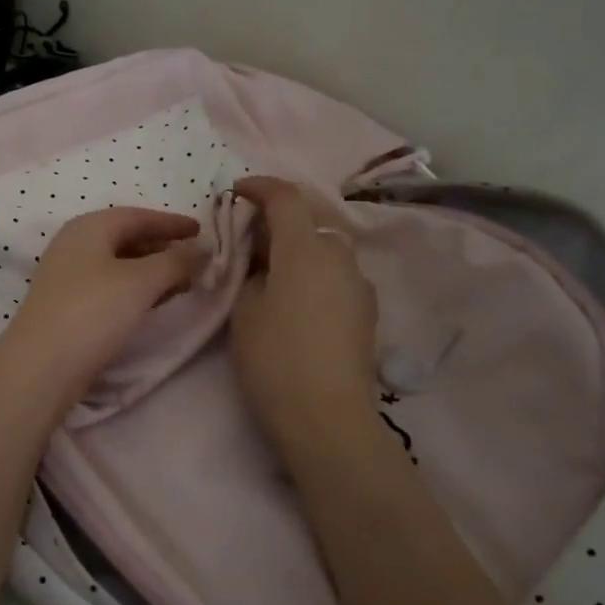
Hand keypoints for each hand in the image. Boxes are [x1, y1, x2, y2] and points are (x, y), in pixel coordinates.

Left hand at [0, 206, 207, 416]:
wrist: (42, 365)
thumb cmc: (93, 311)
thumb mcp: (141, 281)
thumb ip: (176, 261)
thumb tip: (203, 248)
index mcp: (89, 227)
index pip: (137, 216)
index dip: (171, 222)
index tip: (201, 230)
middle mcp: (74, 244)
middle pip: (125, 238)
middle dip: (162, 247)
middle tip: (194, 261)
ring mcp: (67, 276)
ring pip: (117, 264)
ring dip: (150, 270)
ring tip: (181, 284)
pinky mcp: (66, 304)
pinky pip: (109, 285)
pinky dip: (134, 288)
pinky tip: (151, 303)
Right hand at [229, 177, 378, 456]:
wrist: (328, 417)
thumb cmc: (275, 358)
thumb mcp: (244, 310)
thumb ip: (251, 273)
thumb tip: (264, 264)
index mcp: (306, 249)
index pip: (286, 198)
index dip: (260, 187)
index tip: (237, 191)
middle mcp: (340, 257)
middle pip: (309, 223)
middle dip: (279, 223)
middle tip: (249, 242)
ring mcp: (359, 286)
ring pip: (326, 251)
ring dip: (299, 251)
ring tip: (272, 275)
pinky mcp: (367, 313)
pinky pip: (336, 277)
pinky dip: (315, 275)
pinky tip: (297, 303)